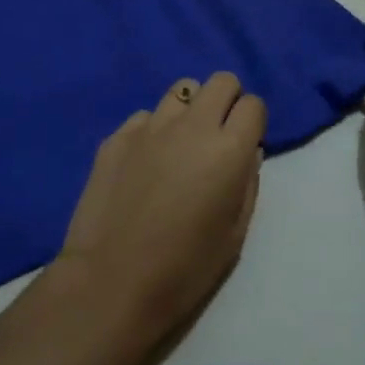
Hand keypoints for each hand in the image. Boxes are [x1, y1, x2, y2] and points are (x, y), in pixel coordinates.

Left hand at [57, 74, 265, 341]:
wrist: (110, 283)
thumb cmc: (184, 270)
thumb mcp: (234, 236)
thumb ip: (247, 185)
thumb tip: (246, 153)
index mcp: (228, 149)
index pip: (253, 104)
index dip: (253, 121)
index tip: (245, 143)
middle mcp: (192, 125)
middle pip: (221, 81)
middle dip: (227, 101)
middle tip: (218, 135)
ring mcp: (151, 125)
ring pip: (182, 89)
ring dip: (190, 110)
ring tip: (180, 145)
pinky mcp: (118, 135)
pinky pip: (146, 117)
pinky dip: (153, 131)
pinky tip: (145, 164)